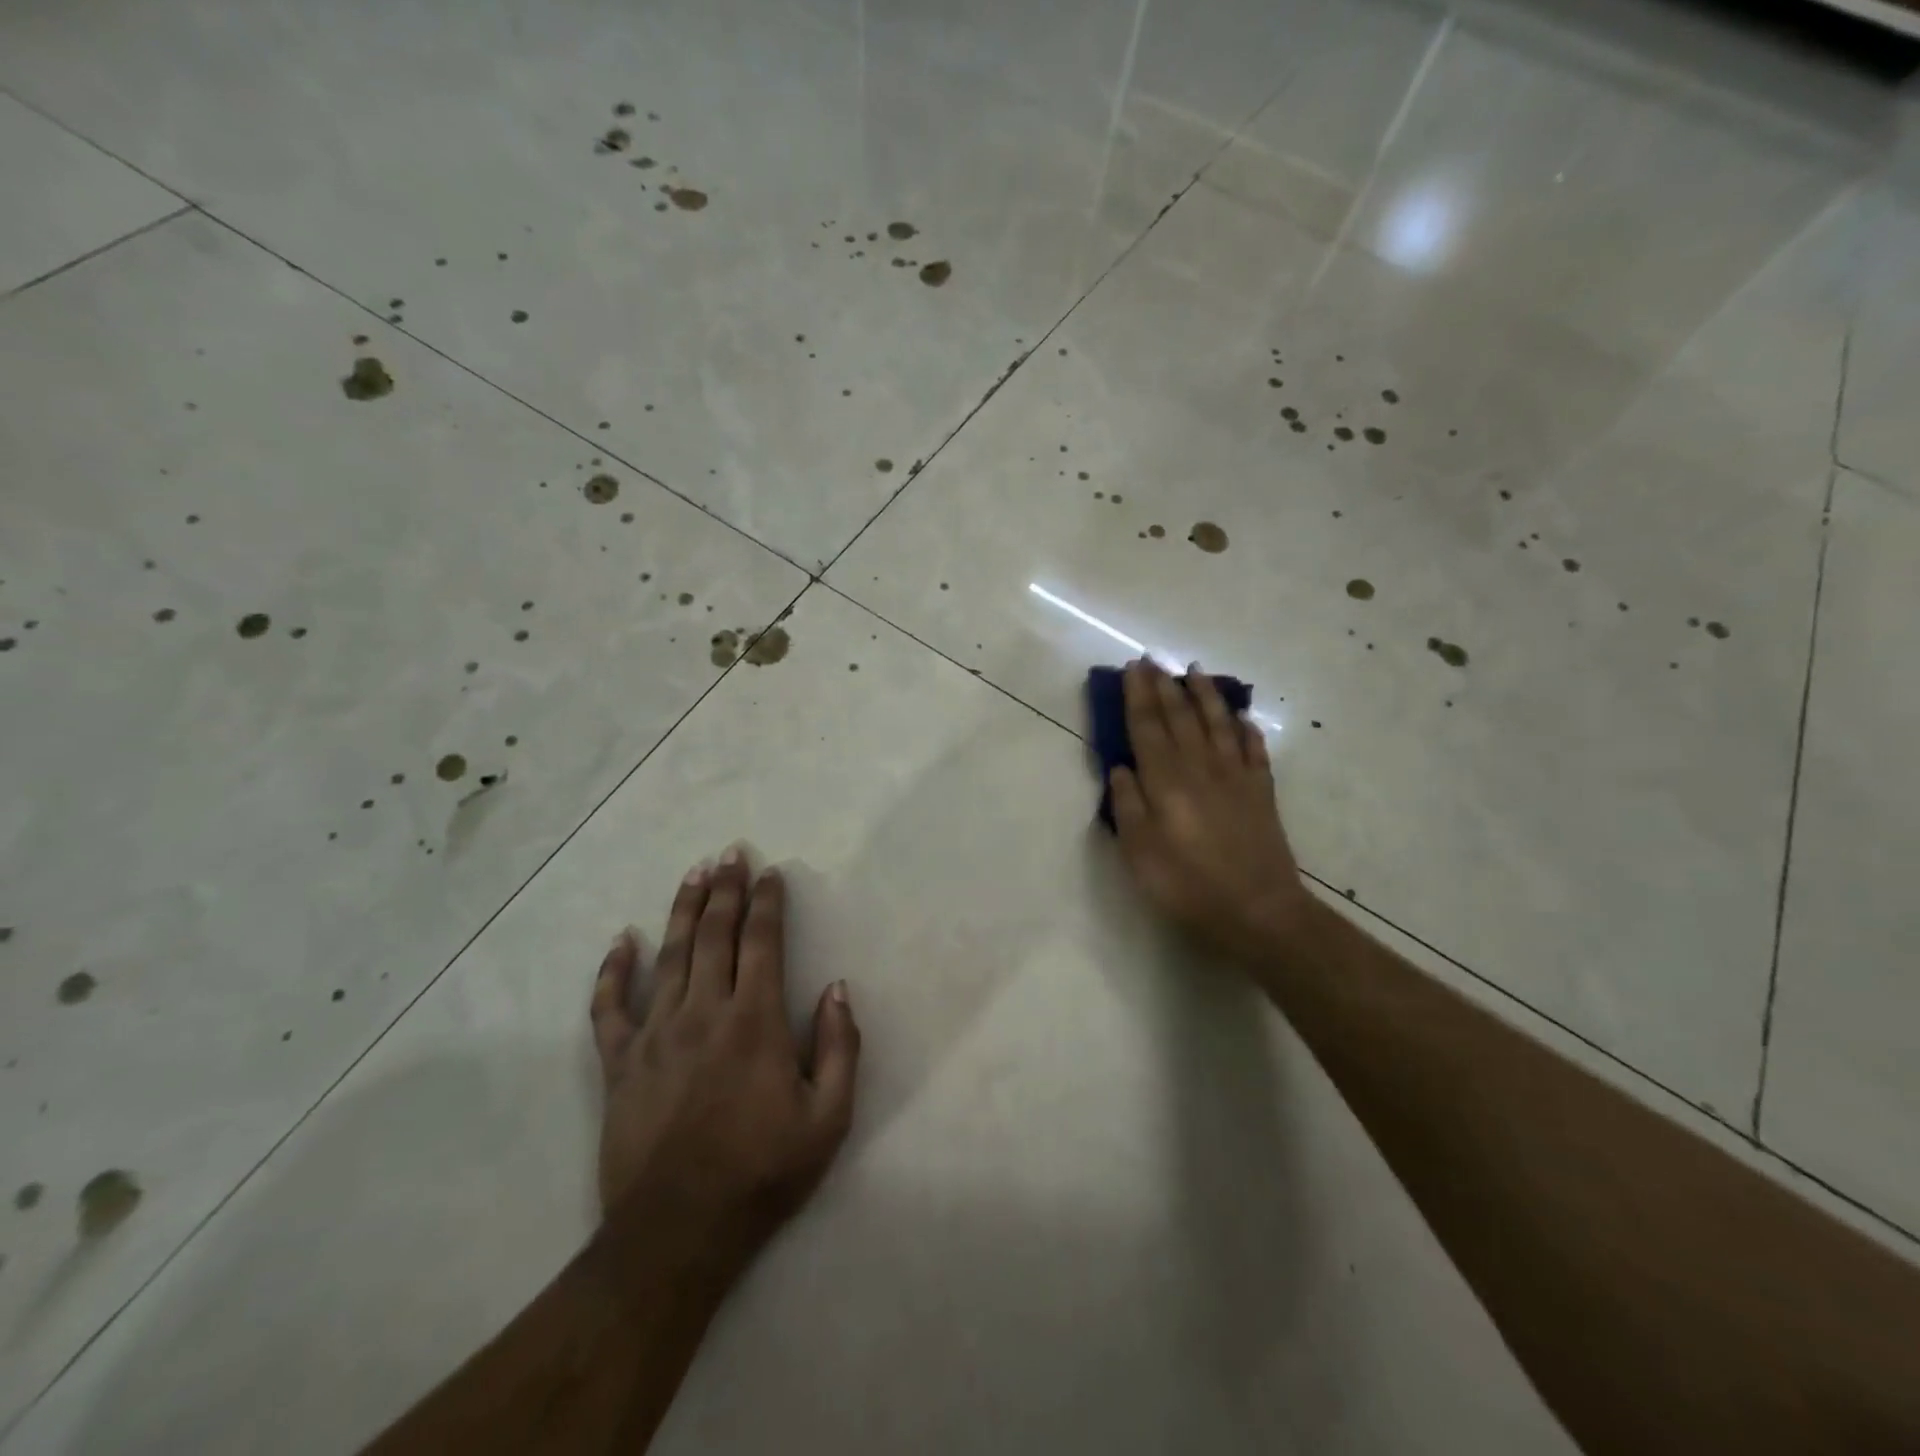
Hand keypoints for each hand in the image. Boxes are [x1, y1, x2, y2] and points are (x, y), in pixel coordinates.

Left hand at [590, 848, 860, 1268]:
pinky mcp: (619, 1063)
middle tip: (730, 853)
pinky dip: (613, 971)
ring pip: (669, 956)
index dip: (767, 903)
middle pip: (714, 935)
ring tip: (693, 873)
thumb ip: (841, 1048)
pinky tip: (621, 941)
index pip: (762, 942)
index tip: (770, 873)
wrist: (676, 1233)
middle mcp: (704, 1013)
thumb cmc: (762, 1173)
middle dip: (726, 889)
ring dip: (683, 910)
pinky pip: (610, 1007)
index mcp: (755, 1022)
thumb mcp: (828, 1118)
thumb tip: (837, 989)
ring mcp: (655, 1034)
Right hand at [1108, 659, 1309, 962]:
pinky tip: (1243, 719)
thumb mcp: (1140, 852)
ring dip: (1205, 696)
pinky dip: (1247, 731)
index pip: (1148, 727)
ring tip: (1195, 671)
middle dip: (1165, 686)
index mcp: (1166, 781)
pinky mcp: (1262, 793)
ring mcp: (1236, 778)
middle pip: (1180, 718)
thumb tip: (1121, 768)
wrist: (1258, 910)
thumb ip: (1127, 806)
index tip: (1133, 668)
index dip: (1138, 696)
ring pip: (1218, 724)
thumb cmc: (1187, 885)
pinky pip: (1255, 751)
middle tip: (1154, 659)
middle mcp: (1201, 768)